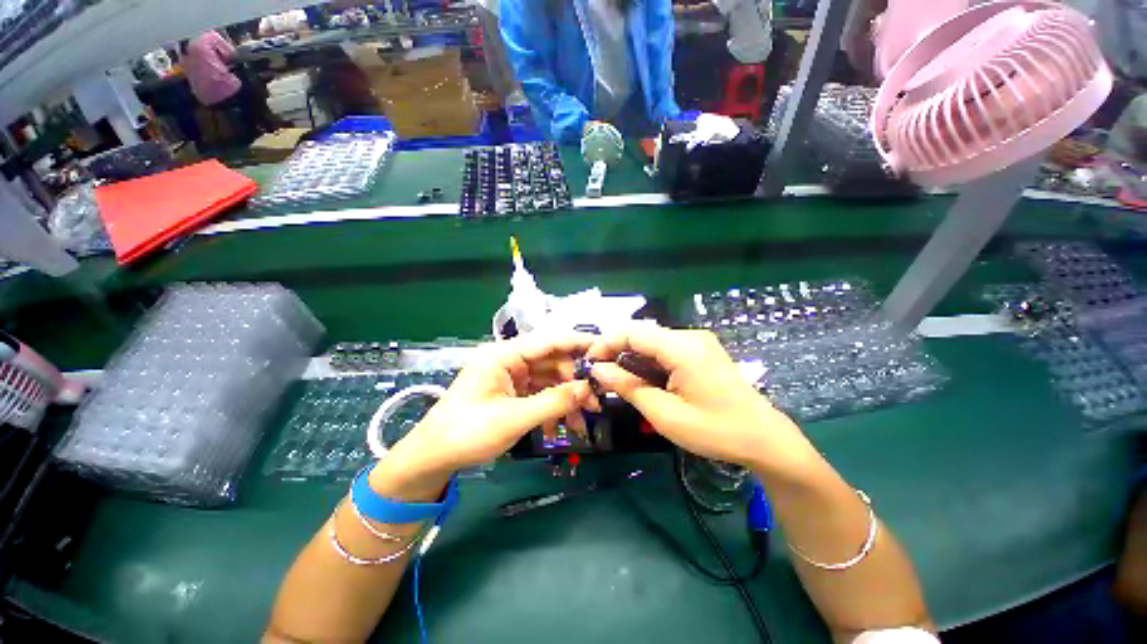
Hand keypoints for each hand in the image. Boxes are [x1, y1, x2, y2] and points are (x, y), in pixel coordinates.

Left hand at [373, 333, 599, 499]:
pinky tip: (558, 428)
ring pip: (548, 381)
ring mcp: (511, 377)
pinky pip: (539, 395)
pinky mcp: (512, 392)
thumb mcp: (514, 418)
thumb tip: (587, 390)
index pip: (548, 341)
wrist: (433, 458)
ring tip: (581, 422)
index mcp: (504, 355)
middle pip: (552, 362)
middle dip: (574, 382)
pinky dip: (551, 409)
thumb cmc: (467, 432)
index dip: (577, 342)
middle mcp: (509, 360)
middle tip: (594, 403)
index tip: (604, 347)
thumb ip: (553, 402)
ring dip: (565, 400)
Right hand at [587, 326, 817, 474]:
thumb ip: (628, 387)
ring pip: (652, 340)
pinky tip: (642, 378)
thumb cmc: (714, 430)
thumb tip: (598, 370)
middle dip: (616, 350)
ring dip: (631, 356)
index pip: (633, 332)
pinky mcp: (702, 350)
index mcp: (682, 348)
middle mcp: (690, 336)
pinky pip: (666, 348)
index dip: (605, 343)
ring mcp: (698, 342)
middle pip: (642, 333)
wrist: (764, 439)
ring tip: (616, 378)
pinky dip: (648, 360)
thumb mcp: (664, 414)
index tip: (589, 363)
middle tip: (600, 374)